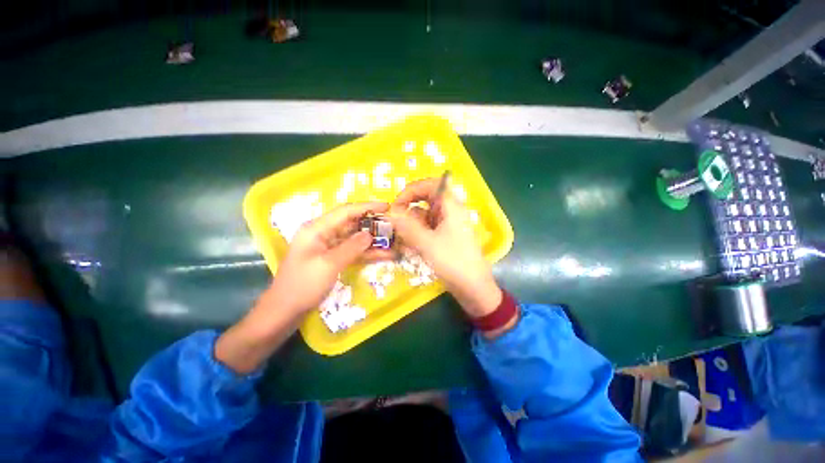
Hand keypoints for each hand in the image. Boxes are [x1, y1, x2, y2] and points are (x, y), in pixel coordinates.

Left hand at [268, 201, 391, 314]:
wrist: (284, 312)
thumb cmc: (302, 286)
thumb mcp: (329, 264)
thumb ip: (351, 247)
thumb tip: (370, 234)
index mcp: (317, 229)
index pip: (345, 211)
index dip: (367, 207)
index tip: (386, 206)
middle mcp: (323, 234)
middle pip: (351, 223)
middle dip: (372, 223)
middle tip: (392, 224)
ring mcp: (328, 247)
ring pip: (354, 238)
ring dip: (372, 240)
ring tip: (392, 240)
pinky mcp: (332, 259)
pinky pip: (352, 251)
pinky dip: (366, 252)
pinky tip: (383, 254)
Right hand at [389, 178, 501, 317]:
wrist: (473, 288)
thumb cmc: (453, 262)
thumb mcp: (427, 244)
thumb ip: (407, 226)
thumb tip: (390, 212)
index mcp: (451, 206)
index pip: (431, 184)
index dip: (412, 189)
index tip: (398, 204)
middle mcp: (451, 211)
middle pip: (426, 199)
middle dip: (410, 208)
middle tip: (397, 221)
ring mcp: (449, 224)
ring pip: (426, 214)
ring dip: (412, 223)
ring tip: (403, 238)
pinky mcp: (446, 235)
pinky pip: (428, 227)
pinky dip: (418, 232)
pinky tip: (411, 245)